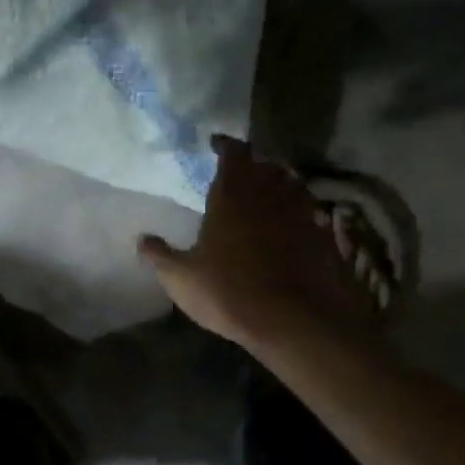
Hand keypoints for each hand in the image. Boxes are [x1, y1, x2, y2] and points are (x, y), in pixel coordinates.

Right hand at [137, 136, 375, 347]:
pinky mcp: (322, 237)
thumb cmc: (228, 291)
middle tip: (239, 171)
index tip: (215, 143)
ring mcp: (300, 214)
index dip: (225, 145)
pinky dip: (298, 211)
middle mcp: (269, 194)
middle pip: (265, 165)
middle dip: (253, 163)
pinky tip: (290, 225)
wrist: (294, 321)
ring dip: (278, 184)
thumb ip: (159, 255)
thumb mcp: (180, 277)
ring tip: (265, 193)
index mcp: (232, 194)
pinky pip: (310, 212)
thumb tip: (141, 239)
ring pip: (291, 185)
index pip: (233, 153)